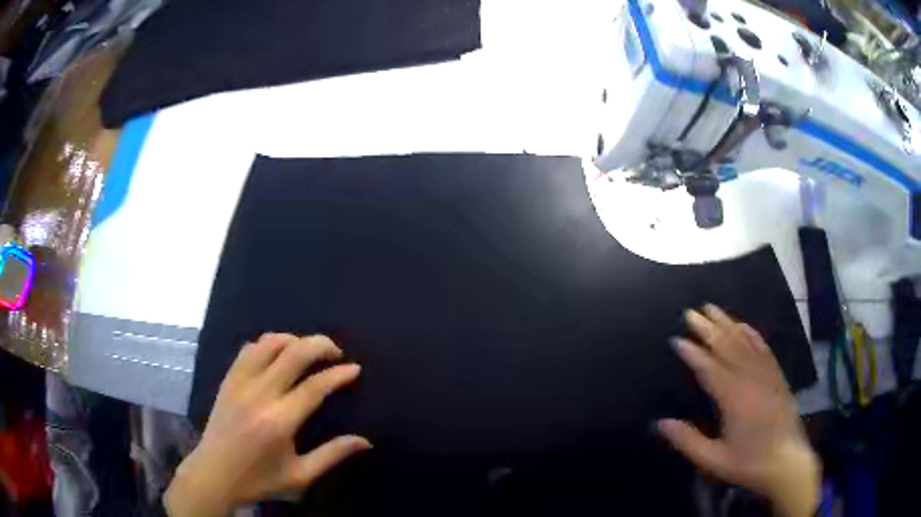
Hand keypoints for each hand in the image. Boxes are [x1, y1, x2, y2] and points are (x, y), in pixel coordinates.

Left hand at [164, 334, 370, 516]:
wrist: (214, 474)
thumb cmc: (259, 479)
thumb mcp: (300, 476)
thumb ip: (332, 455)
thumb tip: (365, 441)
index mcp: (279, 422)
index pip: (315, 387)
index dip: (338, 374)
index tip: (355, 369)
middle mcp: (259, 395)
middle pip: (293, 353)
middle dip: (320, 345)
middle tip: (336, 353)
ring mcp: (240, 383)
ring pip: (269, 343)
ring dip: (294, 340)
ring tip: (308, 351)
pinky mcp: (228, 380)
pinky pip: (249, 349)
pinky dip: (268, 344)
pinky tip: (277, 354)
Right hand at [658, 305, 819, 516]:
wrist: (787, 461)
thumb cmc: (749, 462)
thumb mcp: (714, 459)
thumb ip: (688, 441)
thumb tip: (661, 423)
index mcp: (734, 399)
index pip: (710, 369)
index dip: (693, 354)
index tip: (677, 339)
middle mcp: (751, 379)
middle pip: (728, 347)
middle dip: (708, 329)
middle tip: (691, 313)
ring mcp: (766, 374)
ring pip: (745, 342)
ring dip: (728, 324)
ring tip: (712, 309)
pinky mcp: (777, 375)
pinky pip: (763, 347)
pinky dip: (751, 333)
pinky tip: (743, 325)